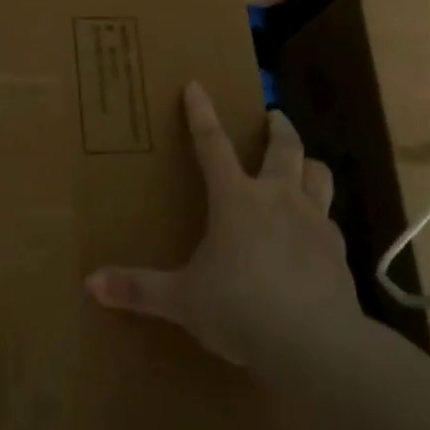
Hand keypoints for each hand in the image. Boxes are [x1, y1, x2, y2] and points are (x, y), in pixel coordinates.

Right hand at [86, 82, 358, 370]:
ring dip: (308, 164)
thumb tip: (90, 283)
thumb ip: (139, 289)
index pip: (212, 144)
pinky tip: (315, 233)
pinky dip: (322, 217)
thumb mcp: (183, 299)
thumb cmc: (241, 309)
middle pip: (284, 148)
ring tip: (301, 163)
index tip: (196, 85)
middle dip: (277, 127)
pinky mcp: (339, 252)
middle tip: (273, 116)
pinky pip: (331, 221)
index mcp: (235, 199)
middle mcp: (277, 198)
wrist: (317, 344)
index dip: (201, 113)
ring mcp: (314, 222)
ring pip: (319, 175)